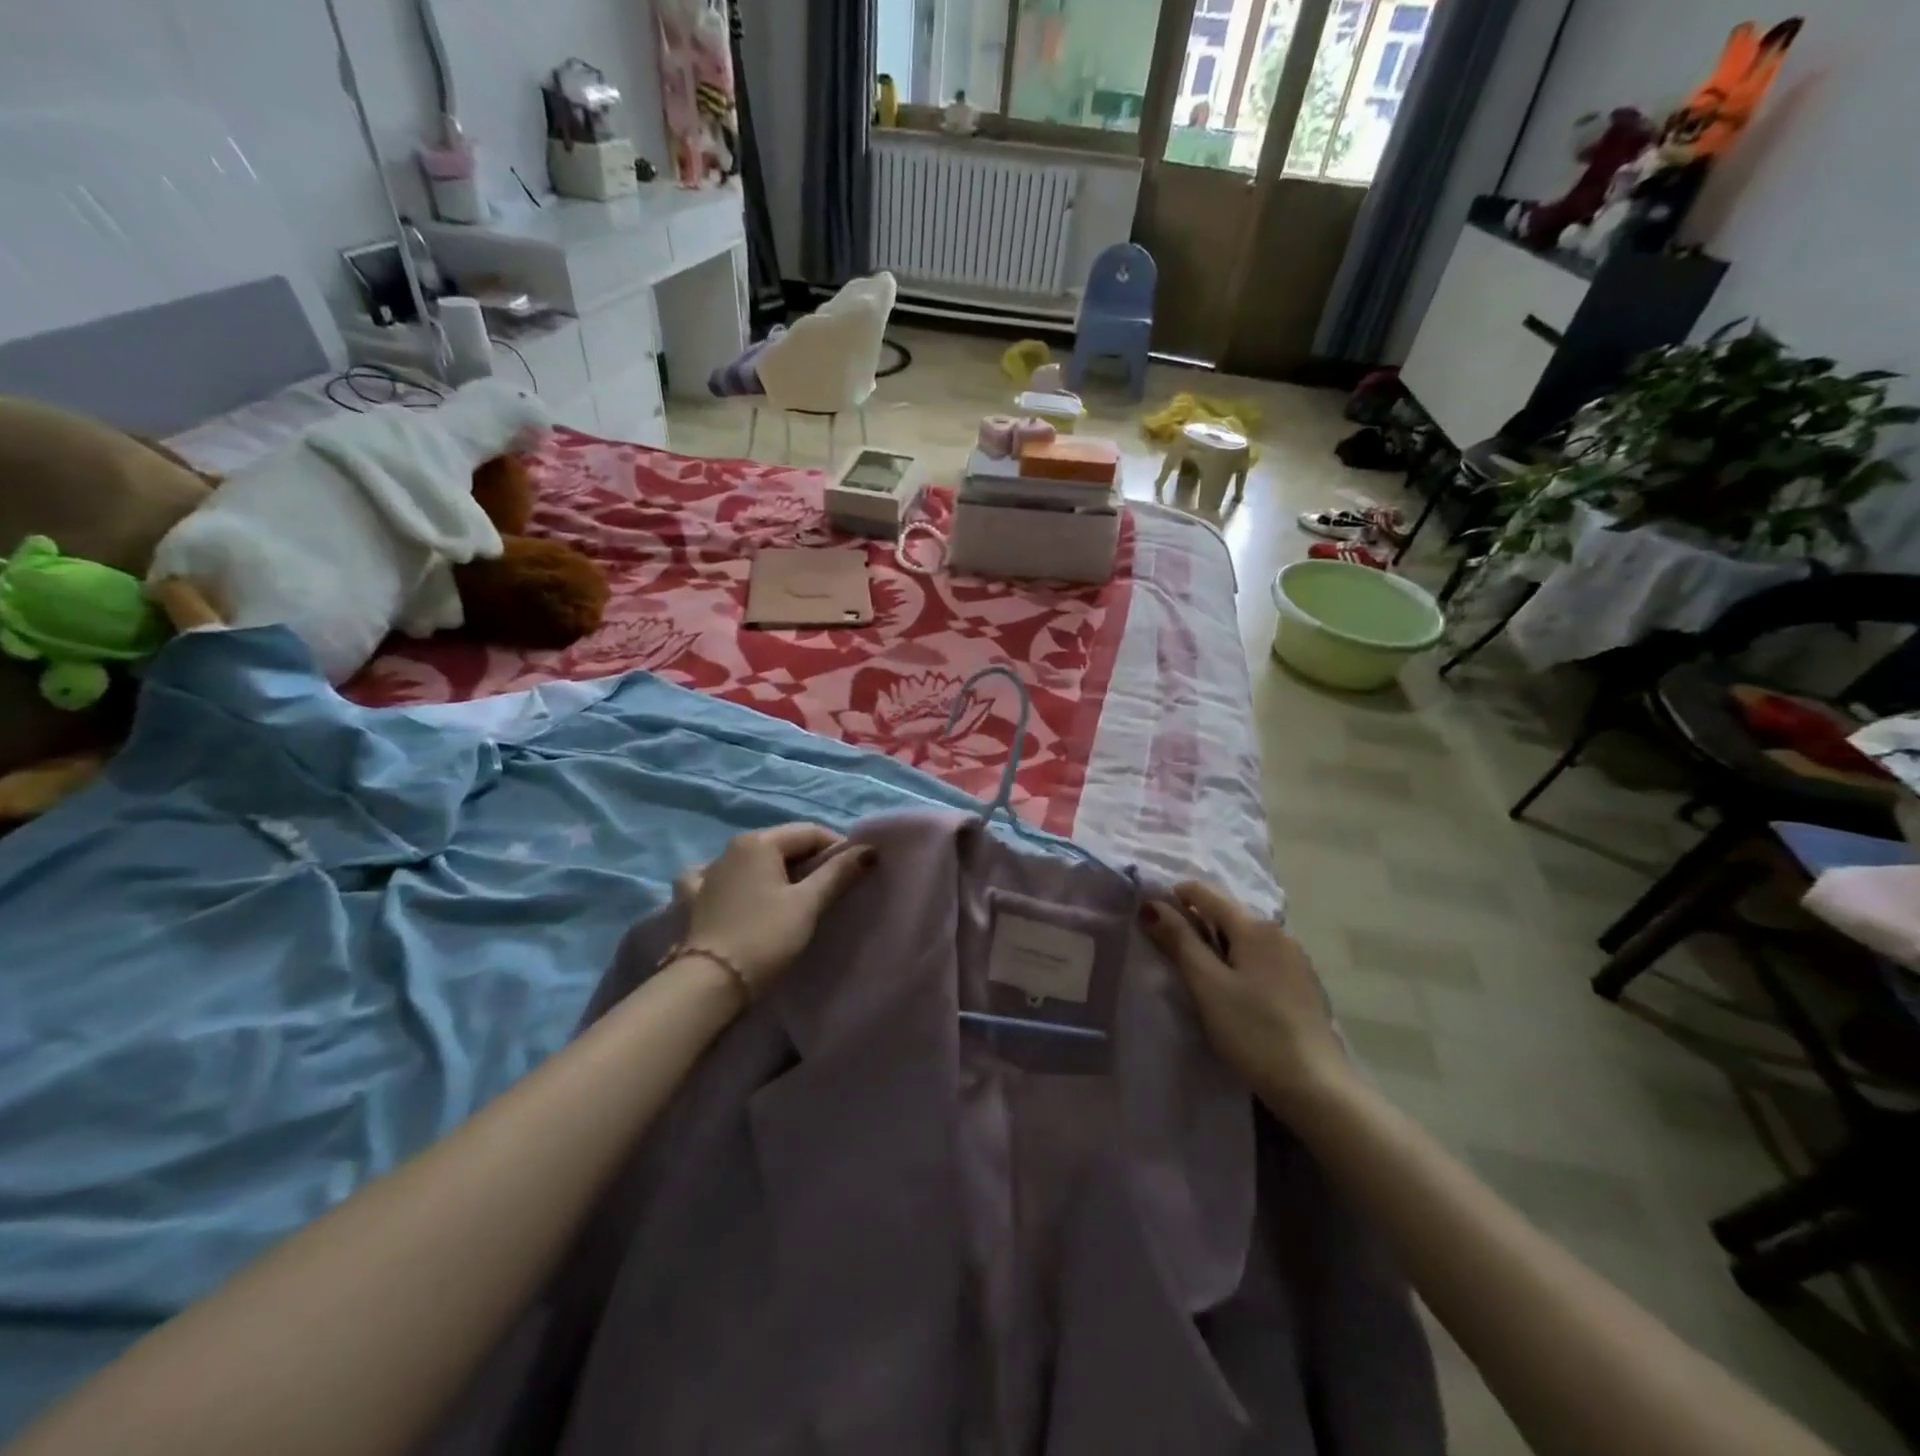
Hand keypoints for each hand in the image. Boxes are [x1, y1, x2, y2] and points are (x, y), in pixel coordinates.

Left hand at [676, 824, 874, 994]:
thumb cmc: (765, 937)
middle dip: (809, 860)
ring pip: (753, 861)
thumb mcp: (808, 904)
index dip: (837, 849)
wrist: (708, 983)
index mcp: (759, 842)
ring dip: (776, 871)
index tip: (854, 873)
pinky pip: (719, 878)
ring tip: (792, 897)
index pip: (810, 832)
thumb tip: (868, 849)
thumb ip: (838, 872)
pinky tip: (737, 893)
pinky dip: (735, 881)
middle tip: (830, 889)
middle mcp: (731, 847)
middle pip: (782, 844)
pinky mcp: (693, 898)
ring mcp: (707, 872)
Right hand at [1141, 882, 1351, 1117]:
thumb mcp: (1207, 985)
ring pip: (1245, 935)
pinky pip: (1261, 956)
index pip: (1205, 892)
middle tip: (1167, 947)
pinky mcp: (1303, 984)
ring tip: (1195, 969)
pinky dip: (1239, 959)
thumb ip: (1179, 940)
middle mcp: (1279, 932)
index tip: (1149, 917)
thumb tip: (1151, 903)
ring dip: (1217, 941)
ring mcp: (1296, 958)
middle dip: (1195, 920)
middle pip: (1227, 912)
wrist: (1316, 1087)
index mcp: (1254, 926)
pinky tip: (1232, 988)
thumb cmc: (1253, 1031)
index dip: (1173, 896)